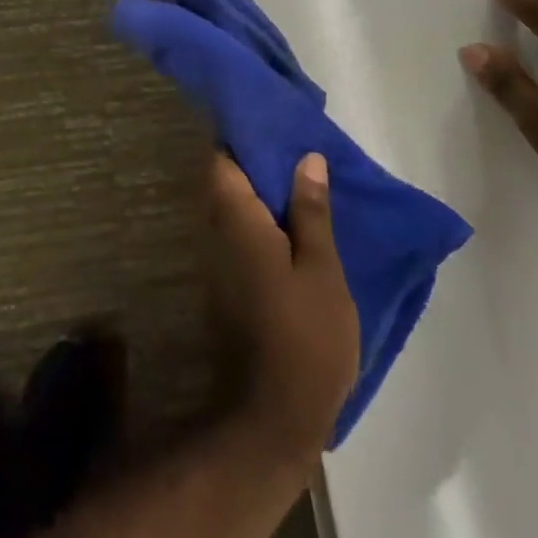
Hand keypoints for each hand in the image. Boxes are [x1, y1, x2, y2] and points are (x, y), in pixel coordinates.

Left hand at [207, 152, 360, 469]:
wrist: (271, 413)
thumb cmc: (305, 336)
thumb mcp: (321, 270)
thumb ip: (311, 212)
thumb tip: (307, 159)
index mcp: (237, 220)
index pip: (223, 159)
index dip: (242, 137)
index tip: (273, 124)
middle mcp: (215, 232)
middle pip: (227, 181)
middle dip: (257, 162)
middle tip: (298, 151)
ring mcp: (216, 260)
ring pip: (233, 209)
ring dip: (261, 193)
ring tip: (302, 182)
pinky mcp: (225, 284)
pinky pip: (239, 235)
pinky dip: (261, 222)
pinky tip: (292, 226)